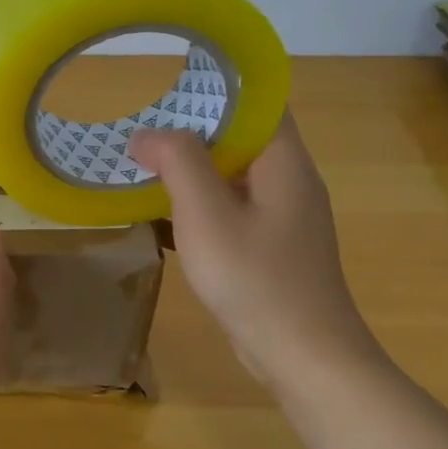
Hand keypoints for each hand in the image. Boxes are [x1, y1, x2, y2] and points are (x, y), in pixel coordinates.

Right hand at [127, 114, 375, 385]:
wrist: (304, 359)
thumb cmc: (256, 279)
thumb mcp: (207, 214)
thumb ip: (177, 162)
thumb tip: (147, 134)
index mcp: (284, 163)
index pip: (258, 102)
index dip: (217, 89)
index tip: (169, 90)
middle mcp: (289, 181)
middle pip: (241, 137)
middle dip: (192, 130)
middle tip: (143, 131)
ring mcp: (282, 217)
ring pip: (233, 174)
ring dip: (191, 169)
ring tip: (144, 167)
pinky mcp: (271, 246)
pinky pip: (231, 208)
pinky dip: (198, 203)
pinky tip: (164, 215)